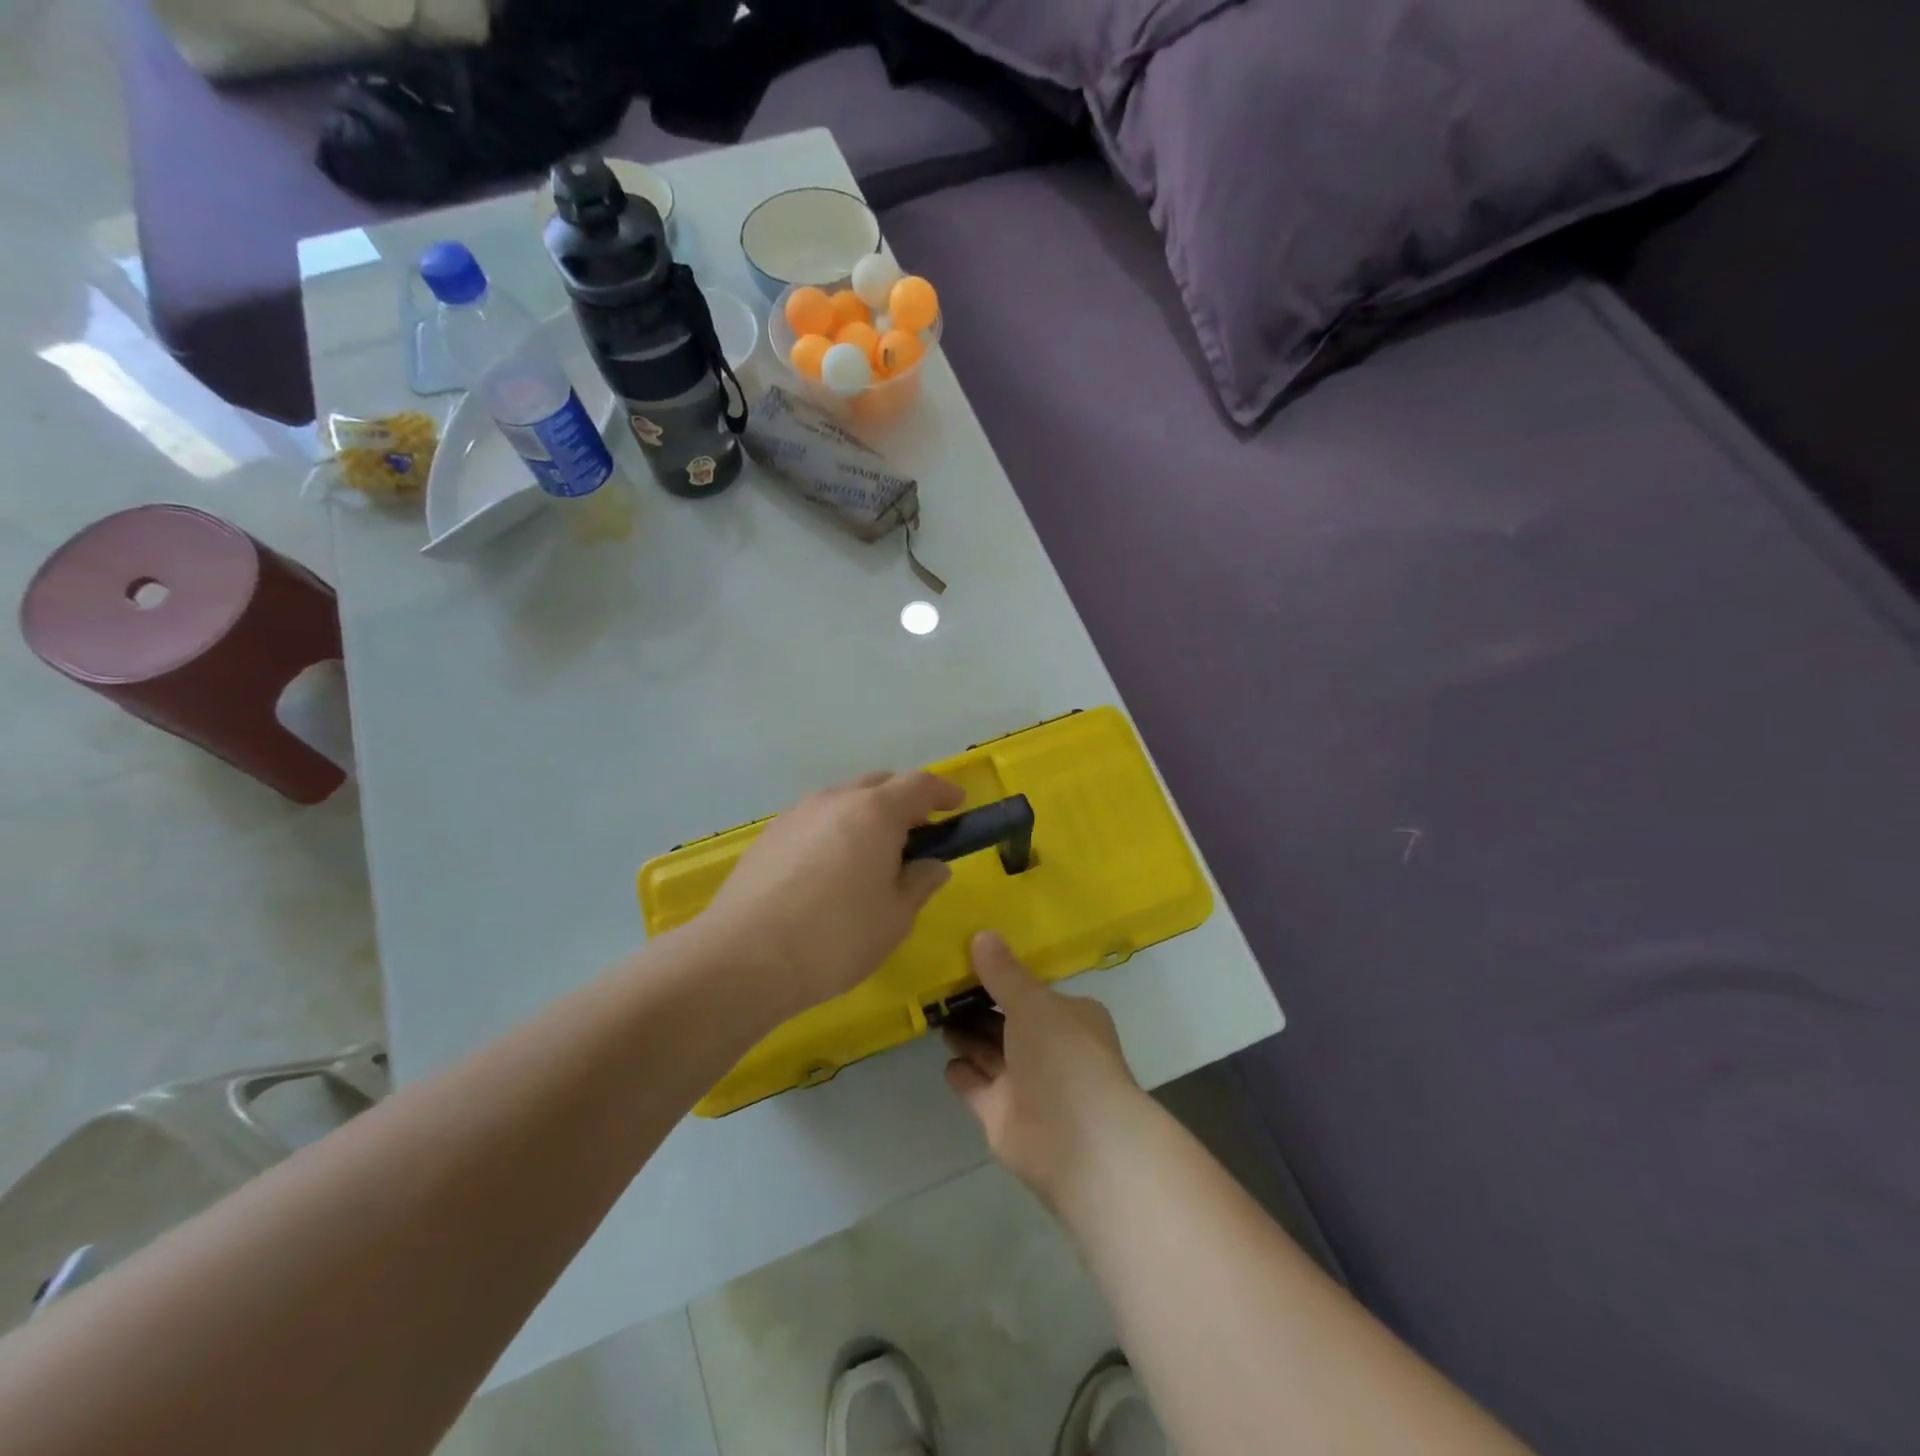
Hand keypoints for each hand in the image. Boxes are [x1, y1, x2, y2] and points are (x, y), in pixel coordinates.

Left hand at [703, 771, 964, 1017]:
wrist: (743, 959)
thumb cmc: (835, 937)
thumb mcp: (895, 917)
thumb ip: (919, 883)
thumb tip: (932, 865)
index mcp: (874, 812)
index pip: (919, 784)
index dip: (942, 792)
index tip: (957, 805)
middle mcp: (834, 800)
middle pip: (879, 784)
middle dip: (904, 801)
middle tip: (917, 833)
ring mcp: (796, 814)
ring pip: (843, 800)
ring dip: (866, 815)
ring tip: (873, 854)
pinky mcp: (768, 835)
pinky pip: (815, 820)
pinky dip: (835, 830)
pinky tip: (831, 869)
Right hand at [943, 932, 1152, 1212]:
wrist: (1079, 1142)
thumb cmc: (1064, 1056)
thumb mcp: (1032, 1003)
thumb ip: (1003, 974)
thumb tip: (981, 934)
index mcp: (1068, 1017)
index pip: (1032, 992)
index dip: (1004, 977)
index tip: (969, 960)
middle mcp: (1049, 1049)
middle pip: (1007, 1022)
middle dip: (978, 1007)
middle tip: (940, 986)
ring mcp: (1026, 1085)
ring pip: (990, 1053)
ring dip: (966, 1036)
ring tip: (935, 1013)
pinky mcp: (1003, 1116)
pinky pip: (977, 1087)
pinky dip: (962, 1073)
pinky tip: (944, 1058)